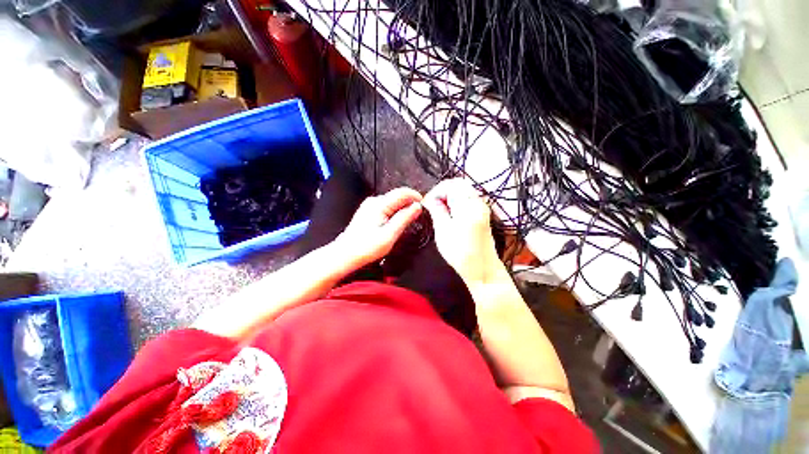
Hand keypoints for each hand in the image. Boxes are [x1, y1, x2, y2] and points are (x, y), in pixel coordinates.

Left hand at [334, 187, 422, 267]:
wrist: (346, 254)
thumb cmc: (365, 247)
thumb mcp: (390, 234)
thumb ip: (405, 218)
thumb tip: (417, 207)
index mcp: (379, 204)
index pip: (402, 192)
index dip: (416, 196)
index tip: (424, 204)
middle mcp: (373, 202)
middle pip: (397, 196)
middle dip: (410, 203)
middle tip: (418, 215)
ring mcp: (370, 206)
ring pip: (392, 202)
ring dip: (403, 208)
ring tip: (409, 220)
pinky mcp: (368, 212)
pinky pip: (386, 207)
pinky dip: (395, 212)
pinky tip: (396, 223)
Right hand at [422, 179, 503, 286]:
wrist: (483, 269)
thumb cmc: (461, 253)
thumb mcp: (443, 232)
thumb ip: (437, 211)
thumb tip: (430, 200)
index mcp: (468, 206)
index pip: (450, 185)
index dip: (436, 191)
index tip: (427, 203)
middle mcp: (478, 202)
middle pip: (459, 184)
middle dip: (442, 190)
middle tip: (432, 204)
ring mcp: (482, 207)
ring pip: (464, 190)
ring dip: (449, 195)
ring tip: (439, 208)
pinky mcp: (483, 214)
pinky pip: (468, 198)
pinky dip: (457, 200)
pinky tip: (449, 212)